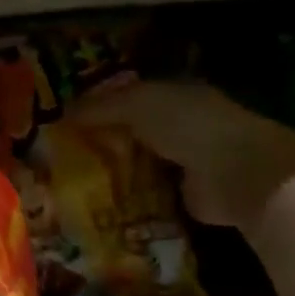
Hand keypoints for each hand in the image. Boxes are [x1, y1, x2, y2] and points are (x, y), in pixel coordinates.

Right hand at [70, 80, 294, 231]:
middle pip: (131, 130)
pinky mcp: (183, 196)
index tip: (63, 117)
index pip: (129, 94)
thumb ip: (102, 106)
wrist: (236, 174)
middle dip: (101, 138)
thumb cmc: (189, 124)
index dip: (99, 103)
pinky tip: (94, 202)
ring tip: (69, 180)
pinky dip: (125, 197)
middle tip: (58, 152)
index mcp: (172, 93)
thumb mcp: (138, 103)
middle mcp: (179, 124)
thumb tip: (64, 112)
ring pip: (136, 161)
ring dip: (111, 170)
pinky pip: (145, 193)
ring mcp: (183, 161)